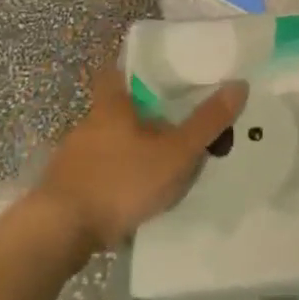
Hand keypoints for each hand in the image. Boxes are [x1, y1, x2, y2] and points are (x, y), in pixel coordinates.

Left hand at [35, 65, 247, 253]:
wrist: (59, 231)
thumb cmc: (120, 181)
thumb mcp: (174, 154)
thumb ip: (206, 123)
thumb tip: (239, 84)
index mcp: (111, 106)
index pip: (114, 71)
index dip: (131, 68)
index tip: (154, 74)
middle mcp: (88, 124)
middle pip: (115, 109)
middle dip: (140, 116)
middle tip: (172, 125)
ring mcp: (73, 157)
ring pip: (106, 143)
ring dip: (128, 150)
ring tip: (159, 165)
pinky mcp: (66, 187)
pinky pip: (97, 173)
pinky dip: (115, 178)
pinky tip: (132, 196)